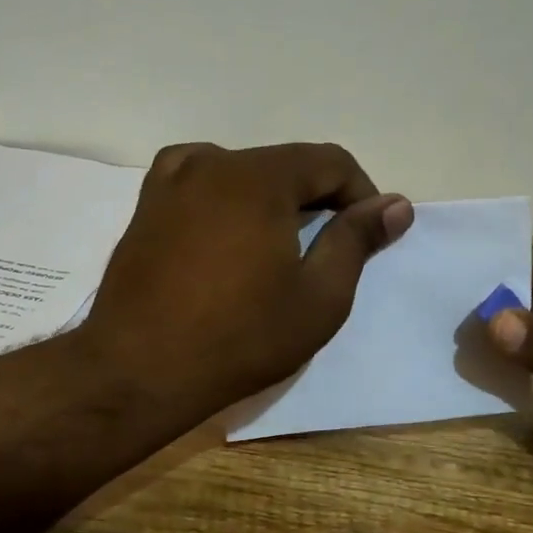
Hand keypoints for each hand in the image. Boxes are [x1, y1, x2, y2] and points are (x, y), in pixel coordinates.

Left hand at [83, 142, 412, 418]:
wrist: (137, 370)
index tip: (368, 234)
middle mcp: (213, 162)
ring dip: (274, 199)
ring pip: (245, 172)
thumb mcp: (318, 297)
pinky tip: (230, 231)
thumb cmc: (239, 338)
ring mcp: (173, 179)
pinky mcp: (147, 203)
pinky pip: (203, 181)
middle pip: (286, 164)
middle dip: (318, 198)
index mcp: (258, 177)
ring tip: (279, 247)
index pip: (330, 161)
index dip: (360, 193)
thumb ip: (357, 240)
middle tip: (327, 249)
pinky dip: (229, 197)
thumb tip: (395, 204)